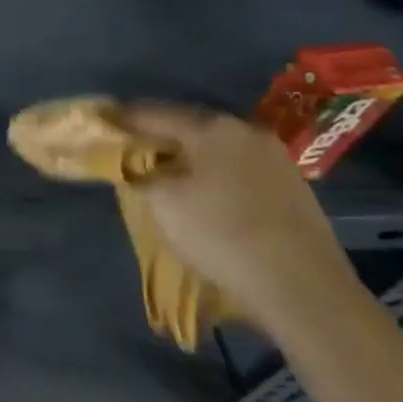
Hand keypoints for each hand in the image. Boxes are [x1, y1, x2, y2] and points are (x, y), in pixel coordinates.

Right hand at [122, 103, 361, 338]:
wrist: (303, 288)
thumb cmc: (220, 234)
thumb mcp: (162, 202)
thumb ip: (139, 172)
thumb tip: (134, 163)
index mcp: (211, 127)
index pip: (152, 113)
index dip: (121, 118)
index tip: (99, 122)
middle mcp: (245, 131)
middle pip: (187, 126)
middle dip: (156, 136)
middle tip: (127, 148)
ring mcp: (275, 159)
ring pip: (215, 148)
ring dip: (187, 156)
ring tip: (162, 171)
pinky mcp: (292, 187)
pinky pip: (237, 168)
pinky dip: (213, 173)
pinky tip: (203, 192)